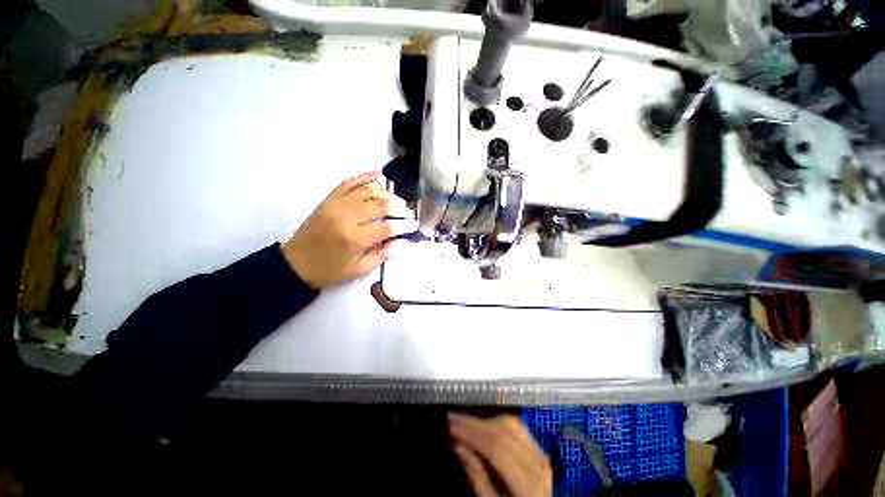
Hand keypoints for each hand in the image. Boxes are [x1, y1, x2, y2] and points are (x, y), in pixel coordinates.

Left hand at [281, 171, 413, 288]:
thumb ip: (383, 254)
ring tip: (398, 200)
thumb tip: (403, 243)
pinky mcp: (329, 200)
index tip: (414, 225)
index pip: (387, 227)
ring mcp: (336, 205)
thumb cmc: (330, 270)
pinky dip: (364, 177)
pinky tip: (378, 174)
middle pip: (380, 206)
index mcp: (354, 238)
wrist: (296, 263)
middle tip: (408, 212)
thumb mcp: (359, 269)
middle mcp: (347, 217)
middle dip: (399, 208)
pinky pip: (349, 183)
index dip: (404, 226)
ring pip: (368, 192)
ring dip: (387, 194)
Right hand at [449, 415, 552, 496]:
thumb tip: (459, 447)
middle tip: (454, 420)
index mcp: (529, 483)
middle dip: (475, 423)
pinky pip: (517, 427)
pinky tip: (485, 427)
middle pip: (503, 431)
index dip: (471, 433)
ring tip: (466, 425)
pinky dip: (498, 423)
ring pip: (510, 424)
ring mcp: (540, 455)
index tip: (451, 426)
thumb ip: (477, 478)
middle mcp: (538, 463)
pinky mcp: (538, 450)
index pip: (496, 446)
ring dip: (486, 421)